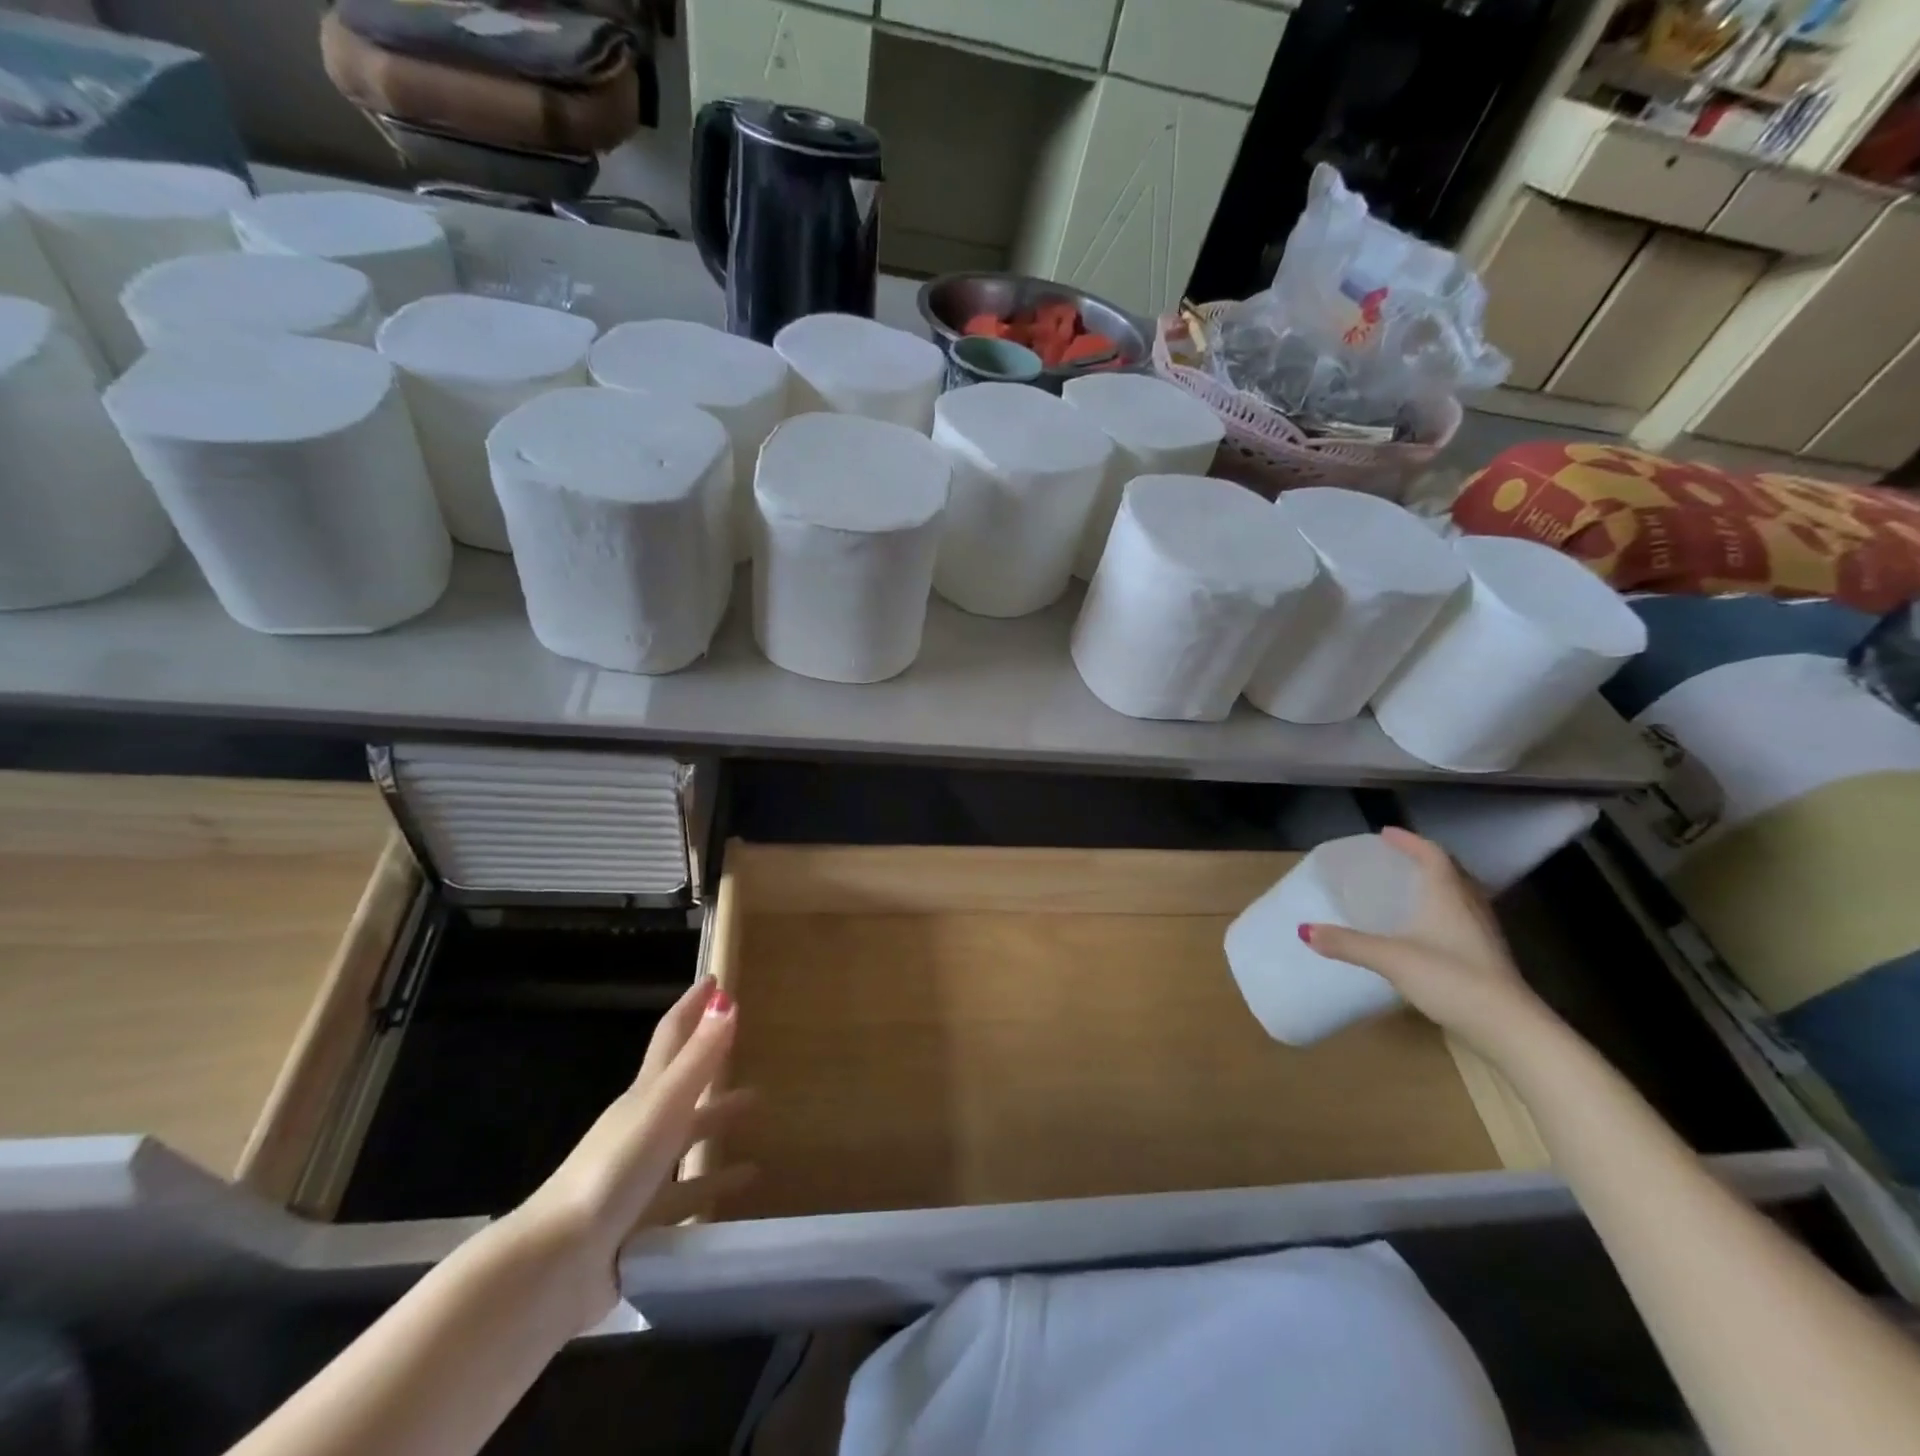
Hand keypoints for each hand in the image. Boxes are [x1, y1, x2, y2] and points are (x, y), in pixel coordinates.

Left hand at [511, 976, 753, 1321]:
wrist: (555, 1266)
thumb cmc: (613, 1172)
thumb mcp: (663, 1107)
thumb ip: (698, 1058)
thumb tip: (727, 1000)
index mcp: (643, 1096)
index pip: (672, 1037)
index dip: (692, 1007)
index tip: (714, 980)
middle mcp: (639, 1128)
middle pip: (681, 1086)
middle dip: (711, 1063)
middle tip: (745, 1047)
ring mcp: (636, 1175)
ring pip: (685, 1139)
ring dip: (717, 1122)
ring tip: (757, 1112)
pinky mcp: (638, 1222)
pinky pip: (684, 1194)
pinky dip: (712, 1184)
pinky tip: (742, 1186)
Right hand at [1303, 828, 1548, 1059]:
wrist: (1510, 1030)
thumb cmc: (1452, 979)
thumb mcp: (1391, 958)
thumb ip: (1347, 943)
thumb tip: (1304, 930)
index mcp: (1449, 895)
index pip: (1432, 855)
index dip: (1410, 841)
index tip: (1385, 834)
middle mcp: (1470, 907)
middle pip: (1451, 872)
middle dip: (1424, 860)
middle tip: (1397, 859)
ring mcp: (1483, 935)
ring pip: (1460, 896)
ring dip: (1437, 886)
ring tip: (1409, 889)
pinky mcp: (1487, 959)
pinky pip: (1462, 921)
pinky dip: (1443, 913)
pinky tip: (1426, 931)